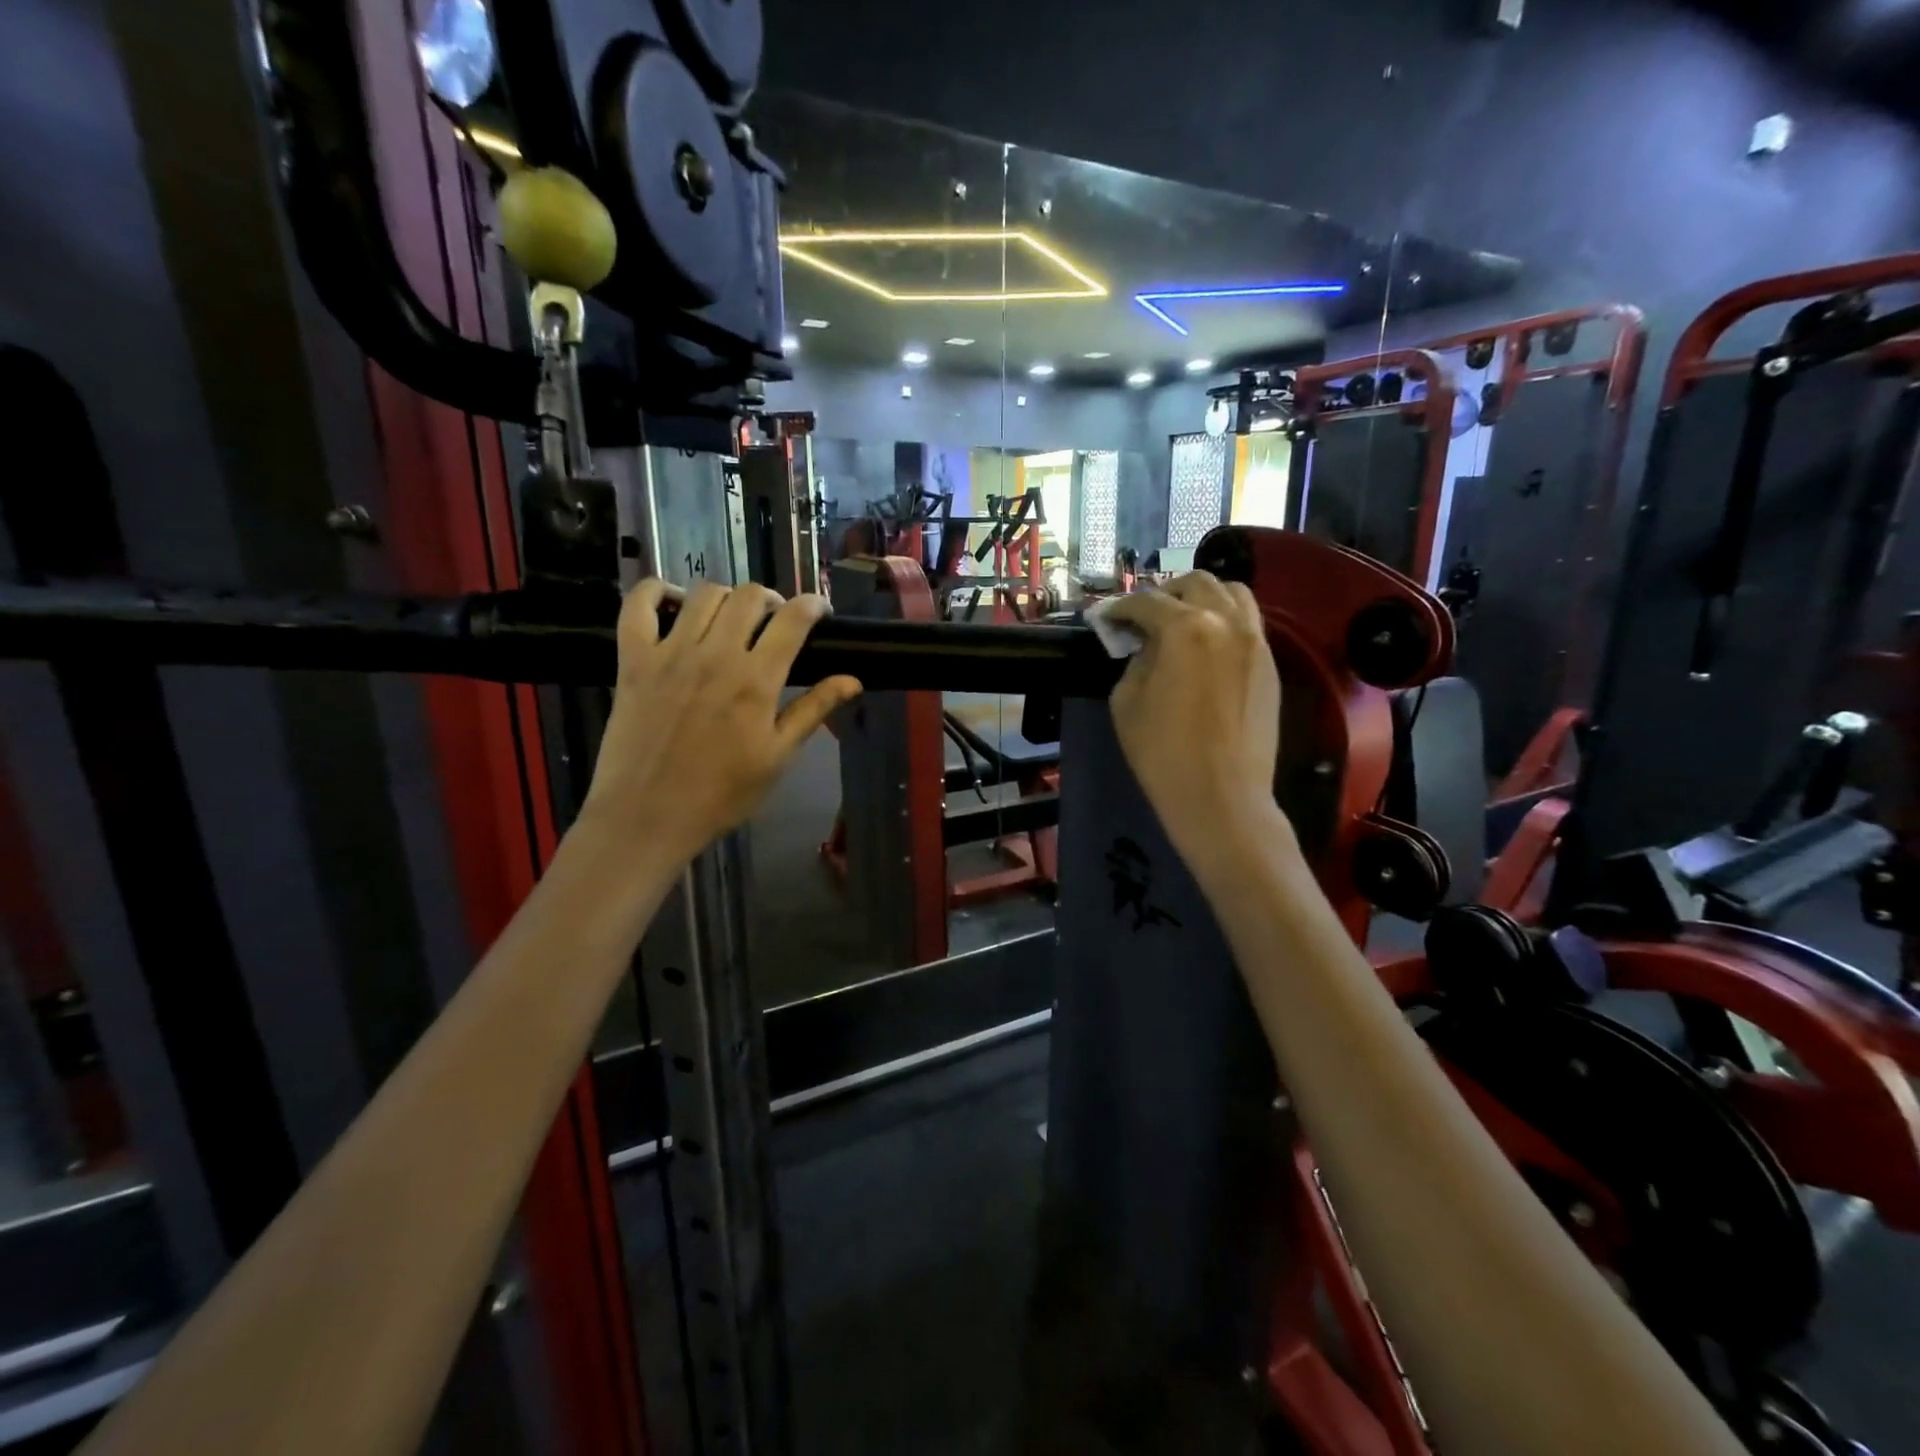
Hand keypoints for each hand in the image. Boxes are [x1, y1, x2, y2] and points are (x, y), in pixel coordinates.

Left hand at [580, 580, 861, 863]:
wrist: (647, 817)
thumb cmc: (721, 794)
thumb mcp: (778, 757)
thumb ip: (814, 710)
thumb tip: (853, 680)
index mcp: (756, 680)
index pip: (792, 620)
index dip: (812, 605)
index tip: (819, 611)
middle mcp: (715, 655)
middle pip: (749, 596)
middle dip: (771, 599)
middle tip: (774, 621)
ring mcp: (669, 653)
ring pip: (703, 594)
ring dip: (727, 597)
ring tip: (731, 618)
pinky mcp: (633, 660)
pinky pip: (638, 605)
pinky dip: (655, 591)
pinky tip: (673, 603)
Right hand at [1100, 573, 1287, 866]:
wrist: (1222, 797)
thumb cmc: (1162, 753)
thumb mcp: (1126, 701)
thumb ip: (1135, 660)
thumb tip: (1144, 645)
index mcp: (1185, 628)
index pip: (1146, 602)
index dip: (1119, 608)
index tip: (1104, 619)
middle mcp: (1226, 621)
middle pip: (1196, 583)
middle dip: (1163, 594)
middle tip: (1143, 619)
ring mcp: (1255, 640)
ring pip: (1232, 593)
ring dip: (1201, 598)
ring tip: (1181, 621)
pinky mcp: (1270, 663)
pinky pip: (1248, 622)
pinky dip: (1224, 620)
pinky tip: (1206, 646)